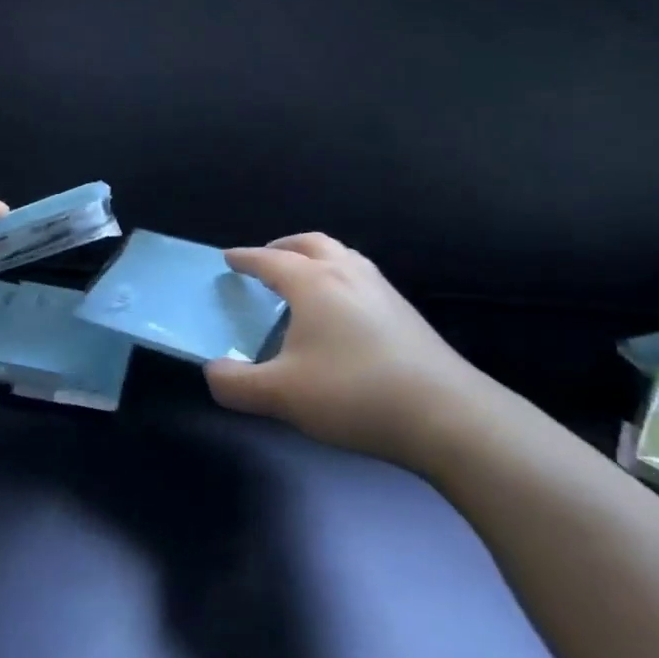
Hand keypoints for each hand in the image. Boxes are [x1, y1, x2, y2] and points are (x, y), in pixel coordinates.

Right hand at [204, 233, 507, 469]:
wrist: (446, 414)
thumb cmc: (354, 393)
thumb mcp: (281, 396)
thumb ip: (235, 384)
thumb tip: (212, 371)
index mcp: (314, 283)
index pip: (270, 260)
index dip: (245, 258)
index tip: (228, 258)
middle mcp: (348, 274)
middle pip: (311, 243)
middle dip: (283, 246)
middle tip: (266, 260)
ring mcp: (382, 290)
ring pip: (343, 256)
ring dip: (316, 258)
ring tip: (303, 281)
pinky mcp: (405, 312)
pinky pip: (361, 277)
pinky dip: (340, 278)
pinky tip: (341, 314)